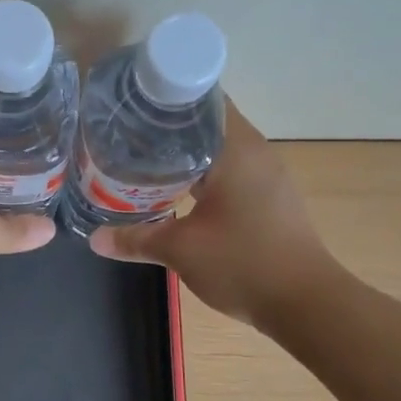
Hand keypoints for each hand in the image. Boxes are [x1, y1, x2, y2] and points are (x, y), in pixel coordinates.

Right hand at [88, 101, 334, 327]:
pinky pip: (231, 170)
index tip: (131, 105)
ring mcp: (268, 175)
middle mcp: (256, 152)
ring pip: (220, 148)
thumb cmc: (243, 263)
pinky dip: (204, 173)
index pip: (200, 99)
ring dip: (186, 152)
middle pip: (207, 122)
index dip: (164, 98)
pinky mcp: (271, 198)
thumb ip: (136, 239)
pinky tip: (178, 190)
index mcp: (236, 148)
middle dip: (168, 127)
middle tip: (126, 135)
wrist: (305, 303)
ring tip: (143, 160)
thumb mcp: (181, 250)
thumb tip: (95, 239)